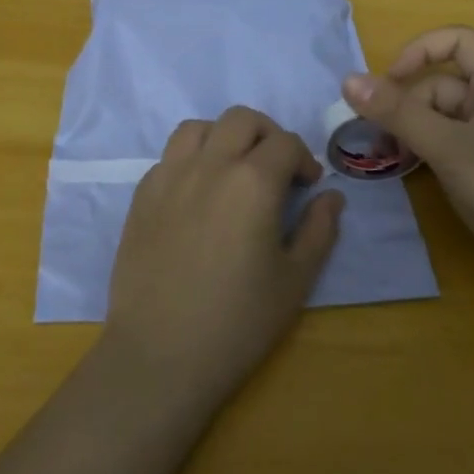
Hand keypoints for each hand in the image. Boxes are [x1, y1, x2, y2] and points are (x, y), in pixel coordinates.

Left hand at [102, 107, 344, 408]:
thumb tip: (331, 197)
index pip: (285, 143)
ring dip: (223, 137)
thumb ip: (320, 230)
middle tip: (276, 169)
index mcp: (253, 182)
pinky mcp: (141, 196)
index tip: (308, 185)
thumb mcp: (295, 280)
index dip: (304, 159)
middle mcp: (209, 166)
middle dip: (267, 134)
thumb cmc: (238, 321)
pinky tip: (198, 194)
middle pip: (241, 119)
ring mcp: (169, 177)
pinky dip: (191, 159)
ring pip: (198, 127)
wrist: (160, 354)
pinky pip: (169, 156)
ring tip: (233, 169)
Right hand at [343, 26, 473, 301]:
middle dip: (406, 106)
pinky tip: (409, 173)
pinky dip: (425, 153)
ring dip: (411, 132)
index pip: (458, 41)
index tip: (388, 83)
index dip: (420, 51)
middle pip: (441, 86)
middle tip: (377, 139)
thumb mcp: (449, 147)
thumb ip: (399, 113)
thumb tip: (348, 80)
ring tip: (387, 159)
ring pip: (441, 119)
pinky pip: (449, 146)